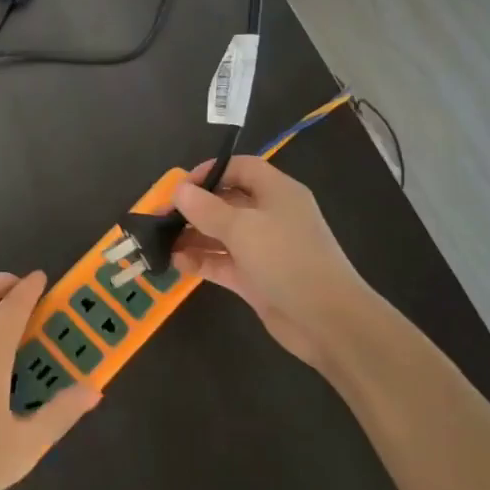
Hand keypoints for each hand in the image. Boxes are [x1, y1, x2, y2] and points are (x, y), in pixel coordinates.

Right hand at [172, 156, 375, 371]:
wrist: (327, 321)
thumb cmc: (287, 259)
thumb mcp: (242, 228)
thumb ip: (206, 208)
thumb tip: (178, 190)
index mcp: (277, 192)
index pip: (241, 168)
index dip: (211, 171)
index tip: (181, 186)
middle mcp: (271, 216)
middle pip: (227, 201)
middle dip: (195, 208)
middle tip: (163, 217)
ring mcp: (263, 248)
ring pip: (221, 234)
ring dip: (193, 237)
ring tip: (162, 243)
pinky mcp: (256, 278)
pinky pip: (222, 262)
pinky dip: (201, 261)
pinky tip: (176, 264)